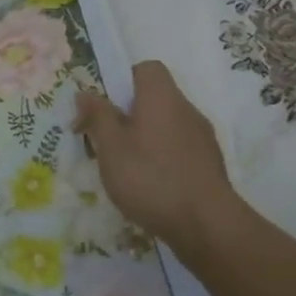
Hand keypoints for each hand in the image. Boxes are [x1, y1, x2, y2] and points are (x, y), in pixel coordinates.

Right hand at [74, 61, 241, 248]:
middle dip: (128, 115)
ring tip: (125, 168)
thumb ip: (97, 116)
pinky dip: (162, 158)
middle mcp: (187, 110)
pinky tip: (150, 186)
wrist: (207, 226)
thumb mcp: (110, 146)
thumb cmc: (150, 178)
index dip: (123, 80)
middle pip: (154, 98)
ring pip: (166, 125)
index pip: (146, 68)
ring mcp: (203, 138)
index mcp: (162, 98)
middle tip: (106, 141)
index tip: (105, 107)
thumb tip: (85, 92)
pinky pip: (179, 149)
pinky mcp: (210, 165)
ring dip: (144, 138)